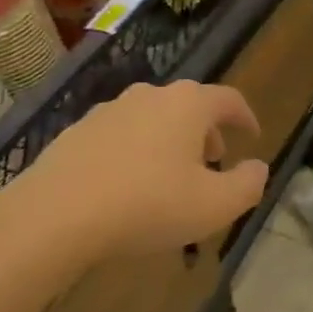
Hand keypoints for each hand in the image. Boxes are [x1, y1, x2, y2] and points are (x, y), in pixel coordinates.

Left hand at [16, 80, 268, 264]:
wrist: (54, 215)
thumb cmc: (147, 205)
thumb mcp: (215, 206)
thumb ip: (248, 185)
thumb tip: (258, 168)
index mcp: (188, 105)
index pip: (229, 99)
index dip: (246, 117)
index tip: (253, 136)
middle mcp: (149, 96)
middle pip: (189, 106)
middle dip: (207, 132)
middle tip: (213, 162)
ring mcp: (109, 111)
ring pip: (153, 119)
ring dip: (170, 142)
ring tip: (171, 178)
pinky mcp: (77, 132)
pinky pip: (121, 136)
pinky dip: (136, 152)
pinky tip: (129, 186)